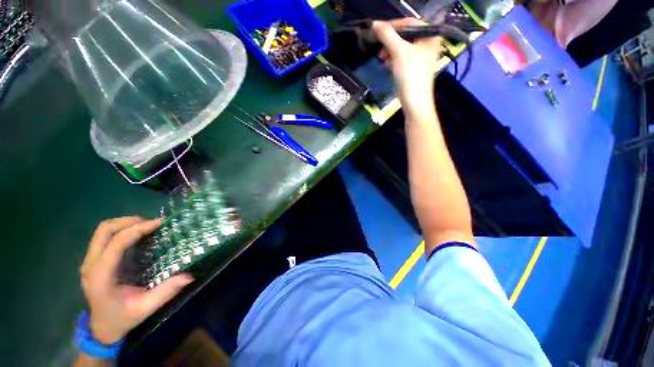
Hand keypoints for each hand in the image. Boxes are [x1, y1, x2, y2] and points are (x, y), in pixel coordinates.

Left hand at [80, 217, 192, 344]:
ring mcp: (89, 262)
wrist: (101, 329)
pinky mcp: (92, 261)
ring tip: (145, 226)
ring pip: (102, 231)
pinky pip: (103, 237)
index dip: (138, 230)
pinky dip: (120, 231)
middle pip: (104, 230)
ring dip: (124, 224)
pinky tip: (135, 236)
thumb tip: (189, 275)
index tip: (159, 223)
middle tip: (152, 223)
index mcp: (101, 277)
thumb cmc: (122, 319)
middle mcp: (91, 265)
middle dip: (129, 222)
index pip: (116, 243)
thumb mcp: (145, 308)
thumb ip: (165, 292)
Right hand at [372, 19, 441, 105]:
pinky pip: (403, 58)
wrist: (414, 102)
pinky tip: (388, 65)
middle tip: (380, 48)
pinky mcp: (415, 68)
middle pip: (406, 35)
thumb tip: (375, 24)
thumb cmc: (410, 74)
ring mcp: (422, 57)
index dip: (393, 25)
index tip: (377, 30)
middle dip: (391, 41)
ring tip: (383, 58)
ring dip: (391, 51)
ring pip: (403, 47)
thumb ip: (387, 35)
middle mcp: (428, 43)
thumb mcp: (398, 51)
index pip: (409, 22)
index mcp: (430, 35)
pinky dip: (394, 60)